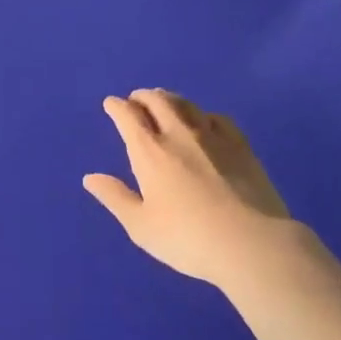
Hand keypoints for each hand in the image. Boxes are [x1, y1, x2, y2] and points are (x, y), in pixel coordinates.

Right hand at [83, 89, 310, 287]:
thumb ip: (115, 197)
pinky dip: (202, 114)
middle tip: (136, 99)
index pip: (128, 116)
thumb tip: (90, 178)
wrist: (251, 243)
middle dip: (143, 96)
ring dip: (170, 99)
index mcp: (150, 152)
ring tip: (165, 102)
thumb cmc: (187, 238)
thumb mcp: (141, 226)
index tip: (111, 104)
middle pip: (158, 101)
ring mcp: (213, 137)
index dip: (117, 107)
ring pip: (187, 105)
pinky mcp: (241, 145)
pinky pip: (217, 118)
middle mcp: (179, 134)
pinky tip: (205, 122)